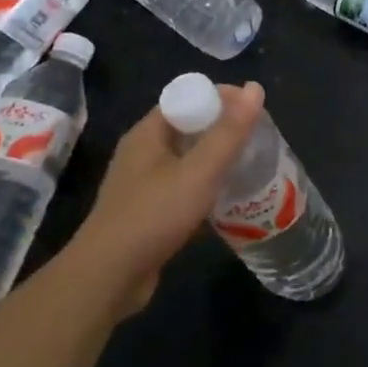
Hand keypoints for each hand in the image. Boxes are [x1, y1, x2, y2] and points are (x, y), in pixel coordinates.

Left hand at [71, 82, 265, 314]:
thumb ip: (229, 133)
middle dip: (224, 130)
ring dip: (217, 161)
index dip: (222, 99)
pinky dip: (206, 189)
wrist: (108, 279)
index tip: (254, 111)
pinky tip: (230, 201)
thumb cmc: (153, 216)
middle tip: (259, 140)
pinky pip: (183, 188)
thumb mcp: (199, 172)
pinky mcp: (148, 212)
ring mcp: (143, 184)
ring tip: (252, 168)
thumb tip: (255, 87)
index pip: (188, 97)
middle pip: (190, 128)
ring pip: (188, 160)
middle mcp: (143, 152)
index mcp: (149, 133)